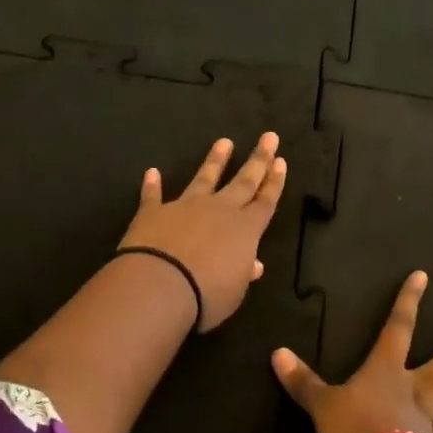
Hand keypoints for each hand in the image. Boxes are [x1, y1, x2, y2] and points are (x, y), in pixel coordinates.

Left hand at [117, 133, 286, 332]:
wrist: (160, 285)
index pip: (265, 201)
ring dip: (215, 160)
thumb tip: (254, 264)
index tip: (280, 160)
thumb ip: (243, 272)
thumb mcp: (235, 291)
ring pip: (204, 178)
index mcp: (245, 229)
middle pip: (243, 181)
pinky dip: (152, 185)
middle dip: (258, 159)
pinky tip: (152, 172)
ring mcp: (185, 207)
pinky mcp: (154, 212)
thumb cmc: (207, 296)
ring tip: (224, 142)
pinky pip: (153, 195)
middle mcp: (219, 210)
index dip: (274, 181)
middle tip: (268, 137)